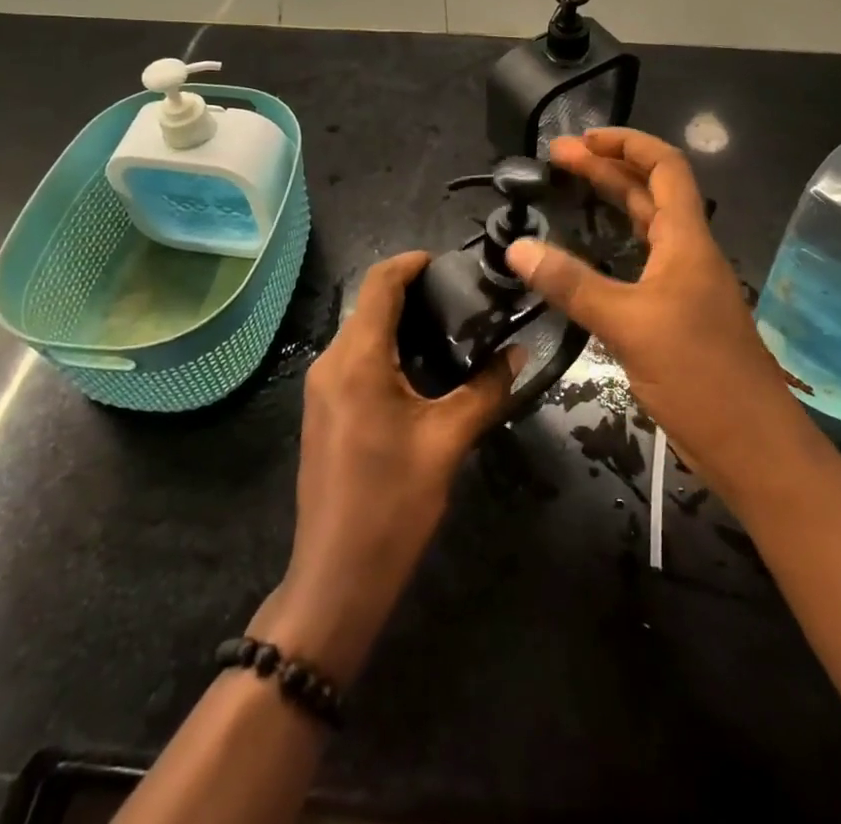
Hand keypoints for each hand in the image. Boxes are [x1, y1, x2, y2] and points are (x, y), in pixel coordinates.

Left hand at [254, 251, 516, 685]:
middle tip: (466, 299)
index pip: (381, 283)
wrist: (336, 578)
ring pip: (363, 332)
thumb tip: (518, 353)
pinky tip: (424, 369)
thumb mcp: (448, 442)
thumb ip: (486, 389)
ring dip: (402, 322)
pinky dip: (388, 349)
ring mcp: (321, 387)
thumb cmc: (393, 505)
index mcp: (357, 359)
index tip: (452, 263)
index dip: (413, 262)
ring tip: (454, 330)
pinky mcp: (324, 409)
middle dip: (414, 293)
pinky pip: (356, 359)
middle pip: (371, 304)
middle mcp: (331, 362)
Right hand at [504, 129, 806, 502]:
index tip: (583, 139)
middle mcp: (688, 253)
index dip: (627, 143)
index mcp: (686, 240)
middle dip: (606, 169)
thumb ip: (573, 284)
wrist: (753, 448)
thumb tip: (517, 247)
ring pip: (645, 227)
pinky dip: (612, 246)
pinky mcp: (676, 316)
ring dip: (610, 203)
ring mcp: (684, 286)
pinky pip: (641, 262)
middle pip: (648, 192)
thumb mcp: (629, 324)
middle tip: (557, 159)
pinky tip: (586, 257)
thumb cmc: (699, 375)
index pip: (664, 167)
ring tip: (568, 192)